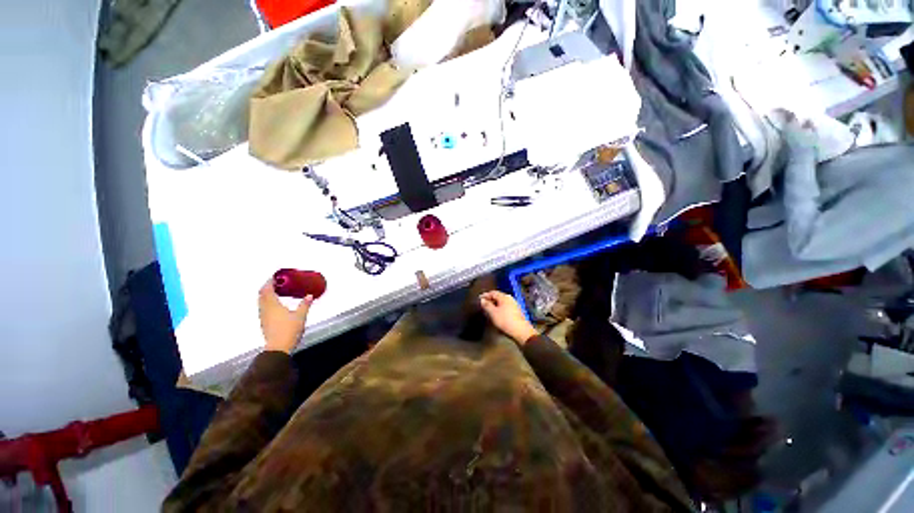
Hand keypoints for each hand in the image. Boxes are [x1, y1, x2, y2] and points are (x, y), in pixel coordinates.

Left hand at [259, 279, 312, 353]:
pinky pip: (263, 308)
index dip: (270, 282)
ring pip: (261, 302)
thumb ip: (305, 304)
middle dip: (267, 287)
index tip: (275, 277)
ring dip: (266, 295)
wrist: (278, 347)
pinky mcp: (264, 323)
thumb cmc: (288, 330)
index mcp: (272, 305)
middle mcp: (265, 309)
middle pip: (261, 295)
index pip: (267, 289)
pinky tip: (275, 305)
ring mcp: (263, 317)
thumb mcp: (301, 315)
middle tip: (275, 283)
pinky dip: (267, 302)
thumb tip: (309, 296)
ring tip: (275, 292)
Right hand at [479, 291, 537, 344]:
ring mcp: (514, 305)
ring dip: (495, 305)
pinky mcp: (516, 312)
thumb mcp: (493, 313)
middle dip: (490, 300)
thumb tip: (482, 300)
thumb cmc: (505, 321)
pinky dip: (500, 309)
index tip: (479, 298)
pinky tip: (497, 314)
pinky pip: (505, 307)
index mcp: (504, 297)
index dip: (485, 295)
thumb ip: (487, 305)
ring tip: (489, 310)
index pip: (493, 292)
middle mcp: (510, 299)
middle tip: (483, 304)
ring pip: (502, 302)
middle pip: (498, 297)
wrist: (521, 331)